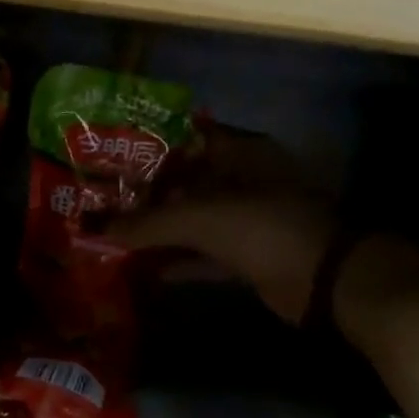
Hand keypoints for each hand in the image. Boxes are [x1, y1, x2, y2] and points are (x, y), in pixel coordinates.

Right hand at [114, 129, 338, 323]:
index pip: (184, 139)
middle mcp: (242, 179)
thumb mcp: (195, 218)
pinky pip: (204, 252)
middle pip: (184, 181)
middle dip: (146, 193)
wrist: (324, 278)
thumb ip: (144, 223)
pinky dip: (178, 260)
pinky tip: (145, 268)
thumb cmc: (259, 226)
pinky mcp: (249, 253)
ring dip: (159, 229)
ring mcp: (247, 218)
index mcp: (237, 152)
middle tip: (103, 200)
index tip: (110, 157)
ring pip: (193, 219)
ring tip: (114, 234)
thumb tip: (95, 229)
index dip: (147, 147)